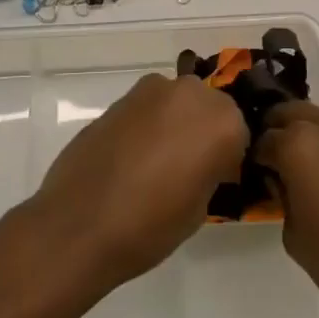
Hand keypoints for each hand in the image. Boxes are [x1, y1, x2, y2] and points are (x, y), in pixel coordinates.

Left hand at [29, 73, 247, 288]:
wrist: (78, 225)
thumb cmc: (150, 226)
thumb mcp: (200, 208)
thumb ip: (210, 171)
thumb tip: (203, 164)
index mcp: (222, 122)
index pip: (240, 132)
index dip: (229, 157)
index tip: (218, 179)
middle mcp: (191, 94)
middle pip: (209, 107)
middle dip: (204, 131)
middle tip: (189, 168)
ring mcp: (152, 91)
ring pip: (177, 103)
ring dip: (175, 123)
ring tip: (158, 162)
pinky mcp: (120, 98)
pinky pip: (148, 109)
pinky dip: (148, 125)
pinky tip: (133, 157)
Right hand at [256, 103, 318, 317]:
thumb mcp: (294, 236)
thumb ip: (282, 197)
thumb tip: (284, 181)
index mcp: (297, 145)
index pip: (261, 140)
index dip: (255, 160)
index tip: (256, 177)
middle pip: (289, 114)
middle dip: (278, 133)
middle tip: (278, 166)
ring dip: (309, 135)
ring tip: (312, 172)